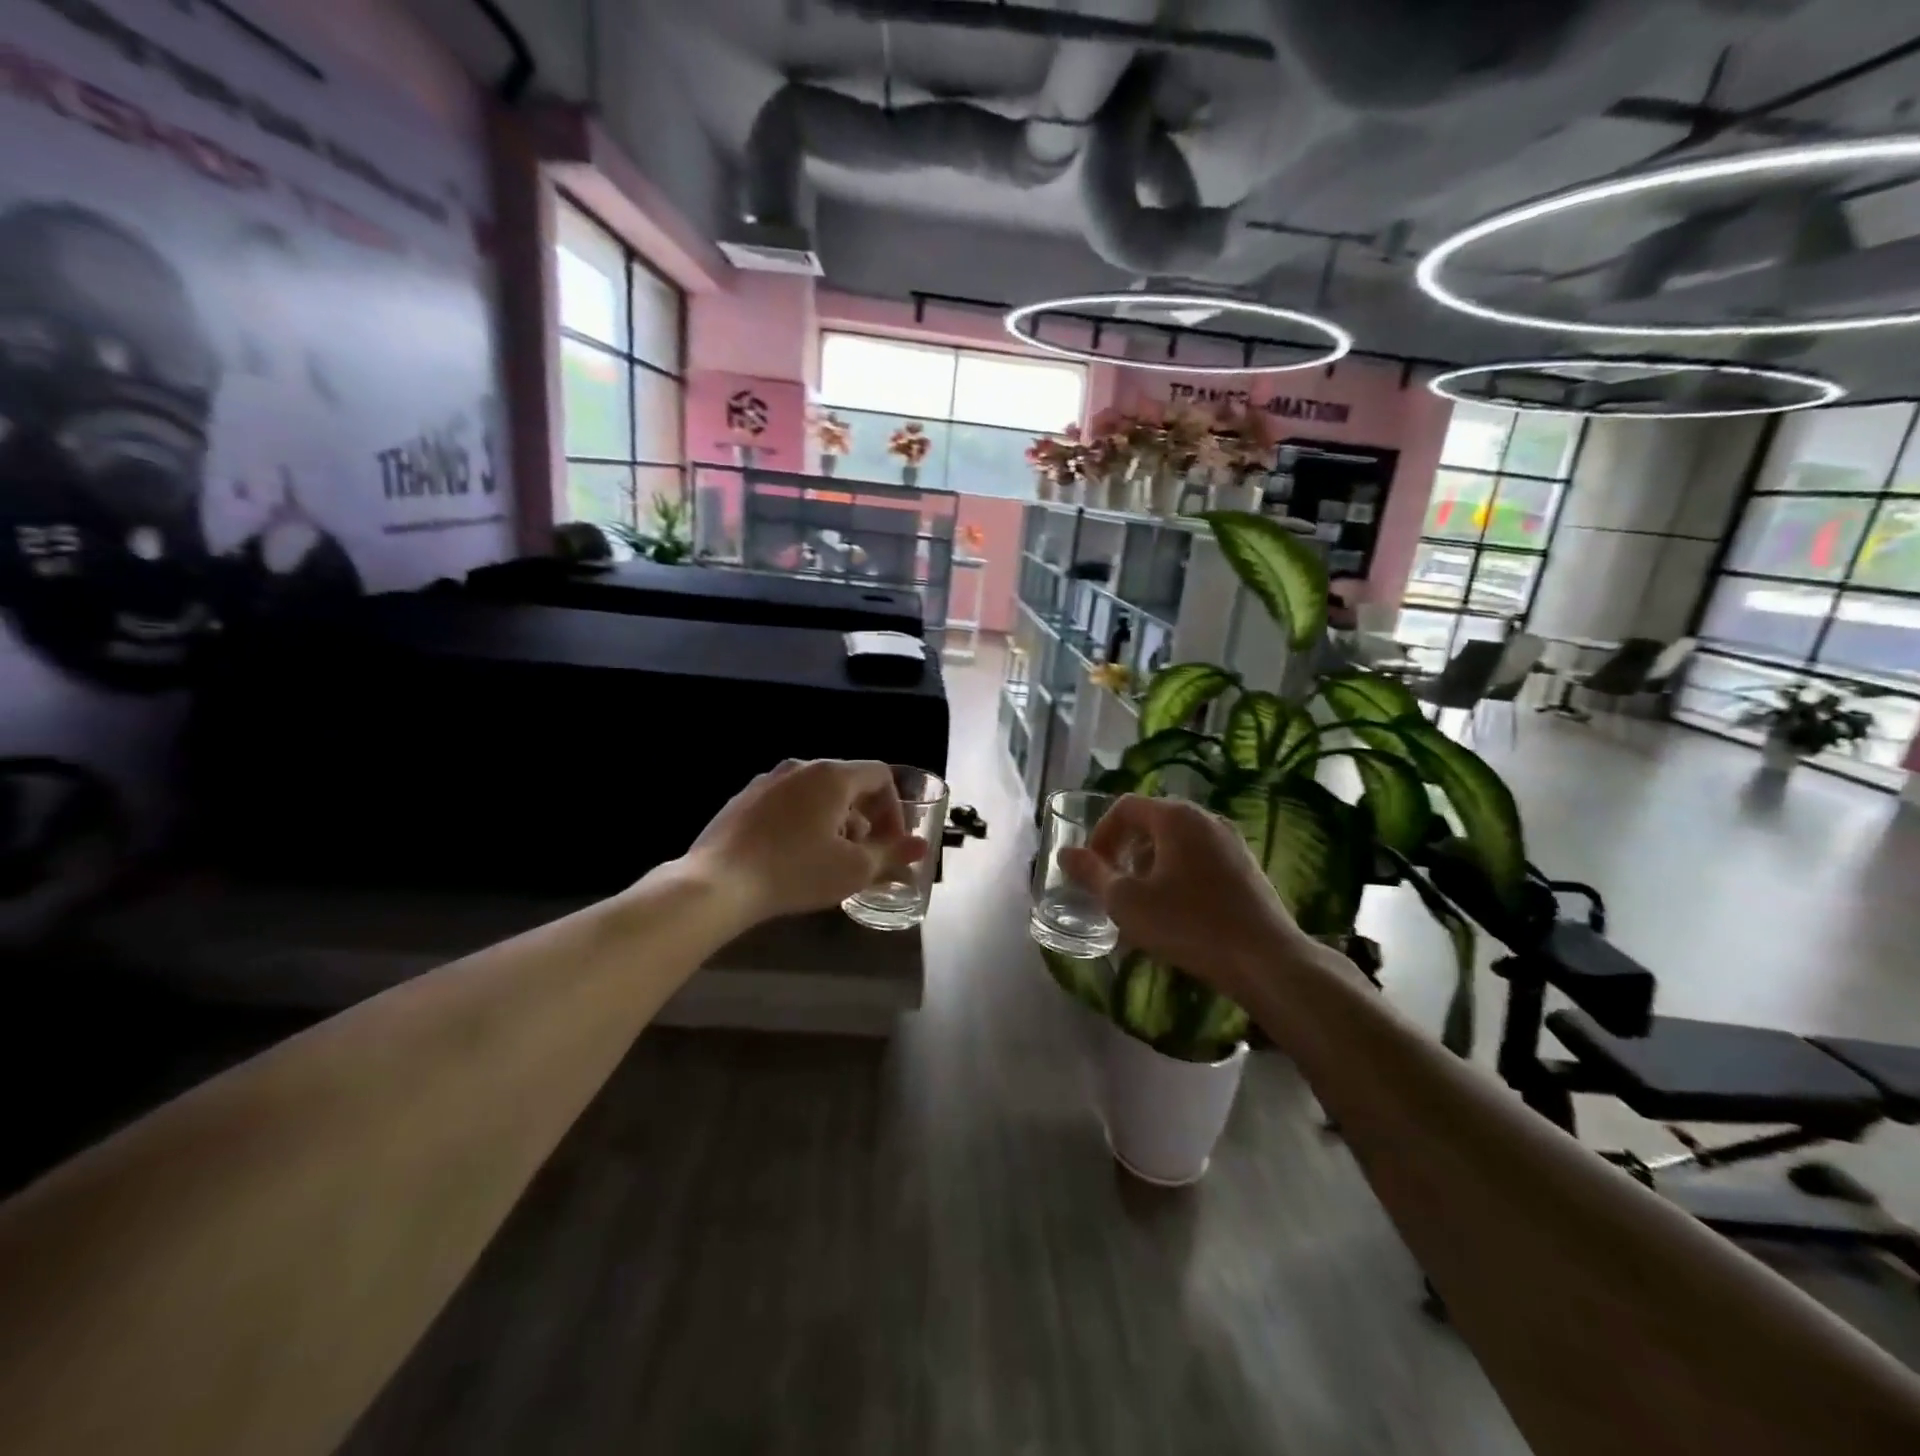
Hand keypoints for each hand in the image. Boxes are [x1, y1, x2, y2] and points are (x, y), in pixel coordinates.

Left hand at [686, 759, 926, 922]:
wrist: (717, 884)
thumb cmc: (796, 871)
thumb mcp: (854, 869)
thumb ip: (892, 853)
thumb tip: (920, 846)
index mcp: (832, 775)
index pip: (880, 774)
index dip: (895, 807)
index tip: (891, 842)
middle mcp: (799, 767)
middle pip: (847, 784)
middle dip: (864, 819)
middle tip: (862, 857)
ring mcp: (766, 781)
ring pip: (815, 795)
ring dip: (834, 822)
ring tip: (828, 861)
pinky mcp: (742, 800)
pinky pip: (786, 804)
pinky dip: (802, 823)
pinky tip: (792, 859)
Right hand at [1059, 796, 1308, 1004]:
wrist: (1266, 961)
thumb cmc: (1188, 924)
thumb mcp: (1126, 902)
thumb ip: (1092, 874)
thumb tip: (1065, 853)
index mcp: (1176, 817)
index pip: (1125, 806)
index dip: (1100, 833)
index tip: (1092, 868)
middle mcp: (1206, 818)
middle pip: (1152, 822)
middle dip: (1125, 851)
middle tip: (1113, 886)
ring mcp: (1232, 842)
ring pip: (1177, 843)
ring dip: (1151, 865)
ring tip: (1142, 903)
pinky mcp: (1247, 868)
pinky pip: (1201, 860)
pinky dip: (1178, 875)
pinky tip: (1177, 913)